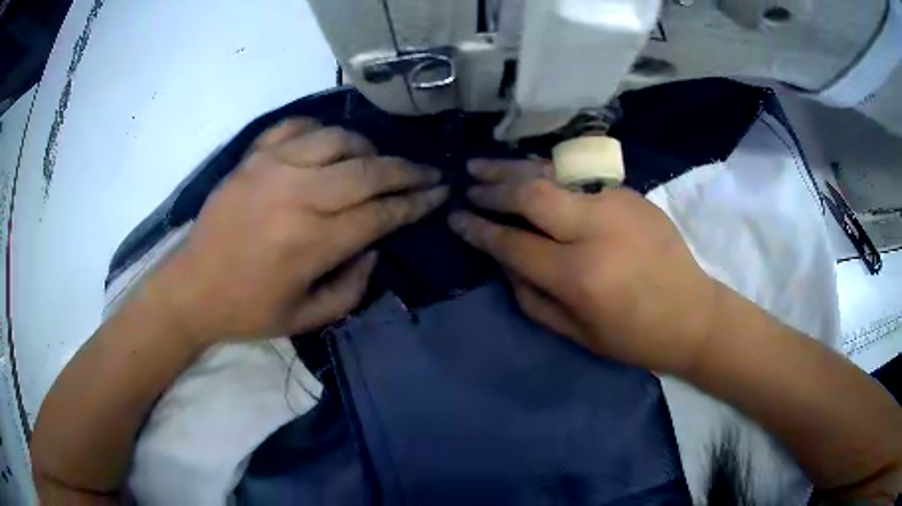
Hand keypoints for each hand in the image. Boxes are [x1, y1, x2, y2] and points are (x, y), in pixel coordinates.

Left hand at [148, 118, 447, 345]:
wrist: (192, 287)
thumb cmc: (248, 309)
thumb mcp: (307, 318)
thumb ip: (352, 287)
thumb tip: (375, 246)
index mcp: (312, 242)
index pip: (381, 213)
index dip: (416, 202)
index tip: (440, 193)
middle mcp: (297, 196)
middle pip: (368, 170)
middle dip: (407, 171)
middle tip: (429, 172)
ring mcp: (271, 168)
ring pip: (337, 140)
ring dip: (368, 148)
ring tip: (379, 160)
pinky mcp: (252, 157)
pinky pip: (296, 127)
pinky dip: (320, 130)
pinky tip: (330, 143)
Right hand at [449, 159, 719, 373]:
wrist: (692, 313)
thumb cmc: (634, 336)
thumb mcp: (576, 333)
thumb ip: (531, 296)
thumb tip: (503, 258)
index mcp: (579, 275)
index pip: (513, 243)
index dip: (479, 230)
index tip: (456, 219)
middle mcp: (594, 230)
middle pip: (530, 194)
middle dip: (492, 188)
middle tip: (468, 184)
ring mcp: (616, 204)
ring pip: (553, 173)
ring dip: (514, 168)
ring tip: (484, 164)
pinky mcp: (630, 193)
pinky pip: (578, 177)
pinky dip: (547, 173)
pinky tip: (530, 172)